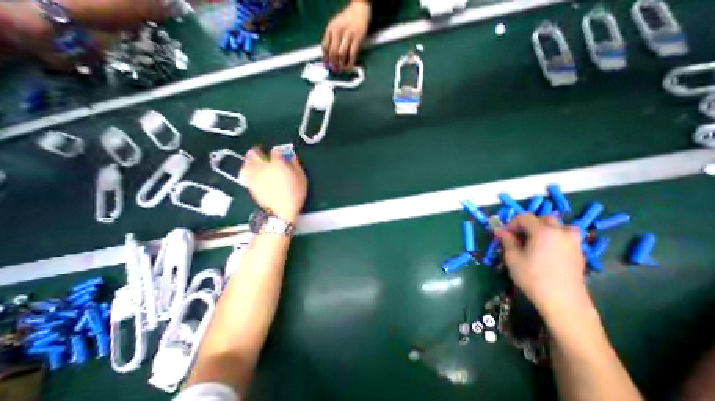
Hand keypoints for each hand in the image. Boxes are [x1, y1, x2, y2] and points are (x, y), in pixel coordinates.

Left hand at [240, 146, 307, 222]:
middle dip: (259, 152)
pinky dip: (247, 170)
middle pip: (255, 153)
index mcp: (277, 164)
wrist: (281, 211)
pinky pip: (244, 173)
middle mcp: (263, 166)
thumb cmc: (295, 194)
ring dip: (251, 159)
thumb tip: (292, 156)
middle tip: (264, 155)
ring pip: (247, 161)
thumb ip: (296, 165)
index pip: (275, 151)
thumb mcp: (302, 179)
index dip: (279, 152)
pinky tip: (251, 172)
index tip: (282, 156)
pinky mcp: (250, 184)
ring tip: (256, 162)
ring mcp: (254, 175)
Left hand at [322, 0, 371, 71]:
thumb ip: (331, 38)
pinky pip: (352, 55)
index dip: (325, 58)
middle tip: (335, 70)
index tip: (326, 66)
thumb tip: (329, 55)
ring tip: (341, 69)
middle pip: (333, 52)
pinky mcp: (357, 39)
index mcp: (331, 28)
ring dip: (341, 65)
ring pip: (341, 55)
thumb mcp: (335, 25)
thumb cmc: (347, 19)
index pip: (325, 46)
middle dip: (333, 64)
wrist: (359, 9)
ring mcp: (348, 35)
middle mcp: (338, 31)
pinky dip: (350, 63)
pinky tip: (349, 67)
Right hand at [499, 215, 592, 320]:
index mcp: (543, 231)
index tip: (505, 235)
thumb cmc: (533, 277)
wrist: (563, 301)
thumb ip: (506, 240)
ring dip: (545, 229)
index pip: (524, 217)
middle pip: (543, 218)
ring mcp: (574, 242)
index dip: (512, 223)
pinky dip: (554, 238)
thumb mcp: (512, 257)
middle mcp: (561, 232)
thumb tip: (499, 230)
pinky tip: (547, 251)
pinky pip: (566, 236)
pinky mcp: (580, 252)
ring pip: (558, 226)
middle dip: (528, 225)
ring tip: (535, 242)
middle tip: (519, 238)